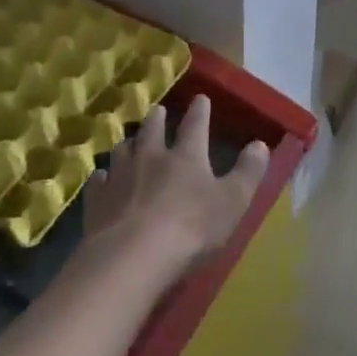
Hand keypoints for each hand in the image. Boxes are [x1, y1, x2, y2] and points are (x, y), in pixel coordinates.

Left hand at [84, 94, 269, 277]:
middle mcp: (151, 157)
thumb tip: (260, 144)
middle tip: (158, 110)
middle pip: (152, 131)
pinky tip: (102, 178)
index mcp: (186, 155)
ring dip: (129, 144)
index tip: (201, 98)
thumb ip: (248, 172)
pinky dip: (102, 177)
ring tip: (130, 141)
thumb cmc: (191, 228)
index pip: (195, 126)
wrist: (132, 257)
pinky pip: (99, 181)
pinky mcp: (96, 201)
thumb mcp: (233, 202)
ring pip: (122, 150)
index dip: (200, 111)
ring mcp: (120, 177)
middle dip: (157, 119)